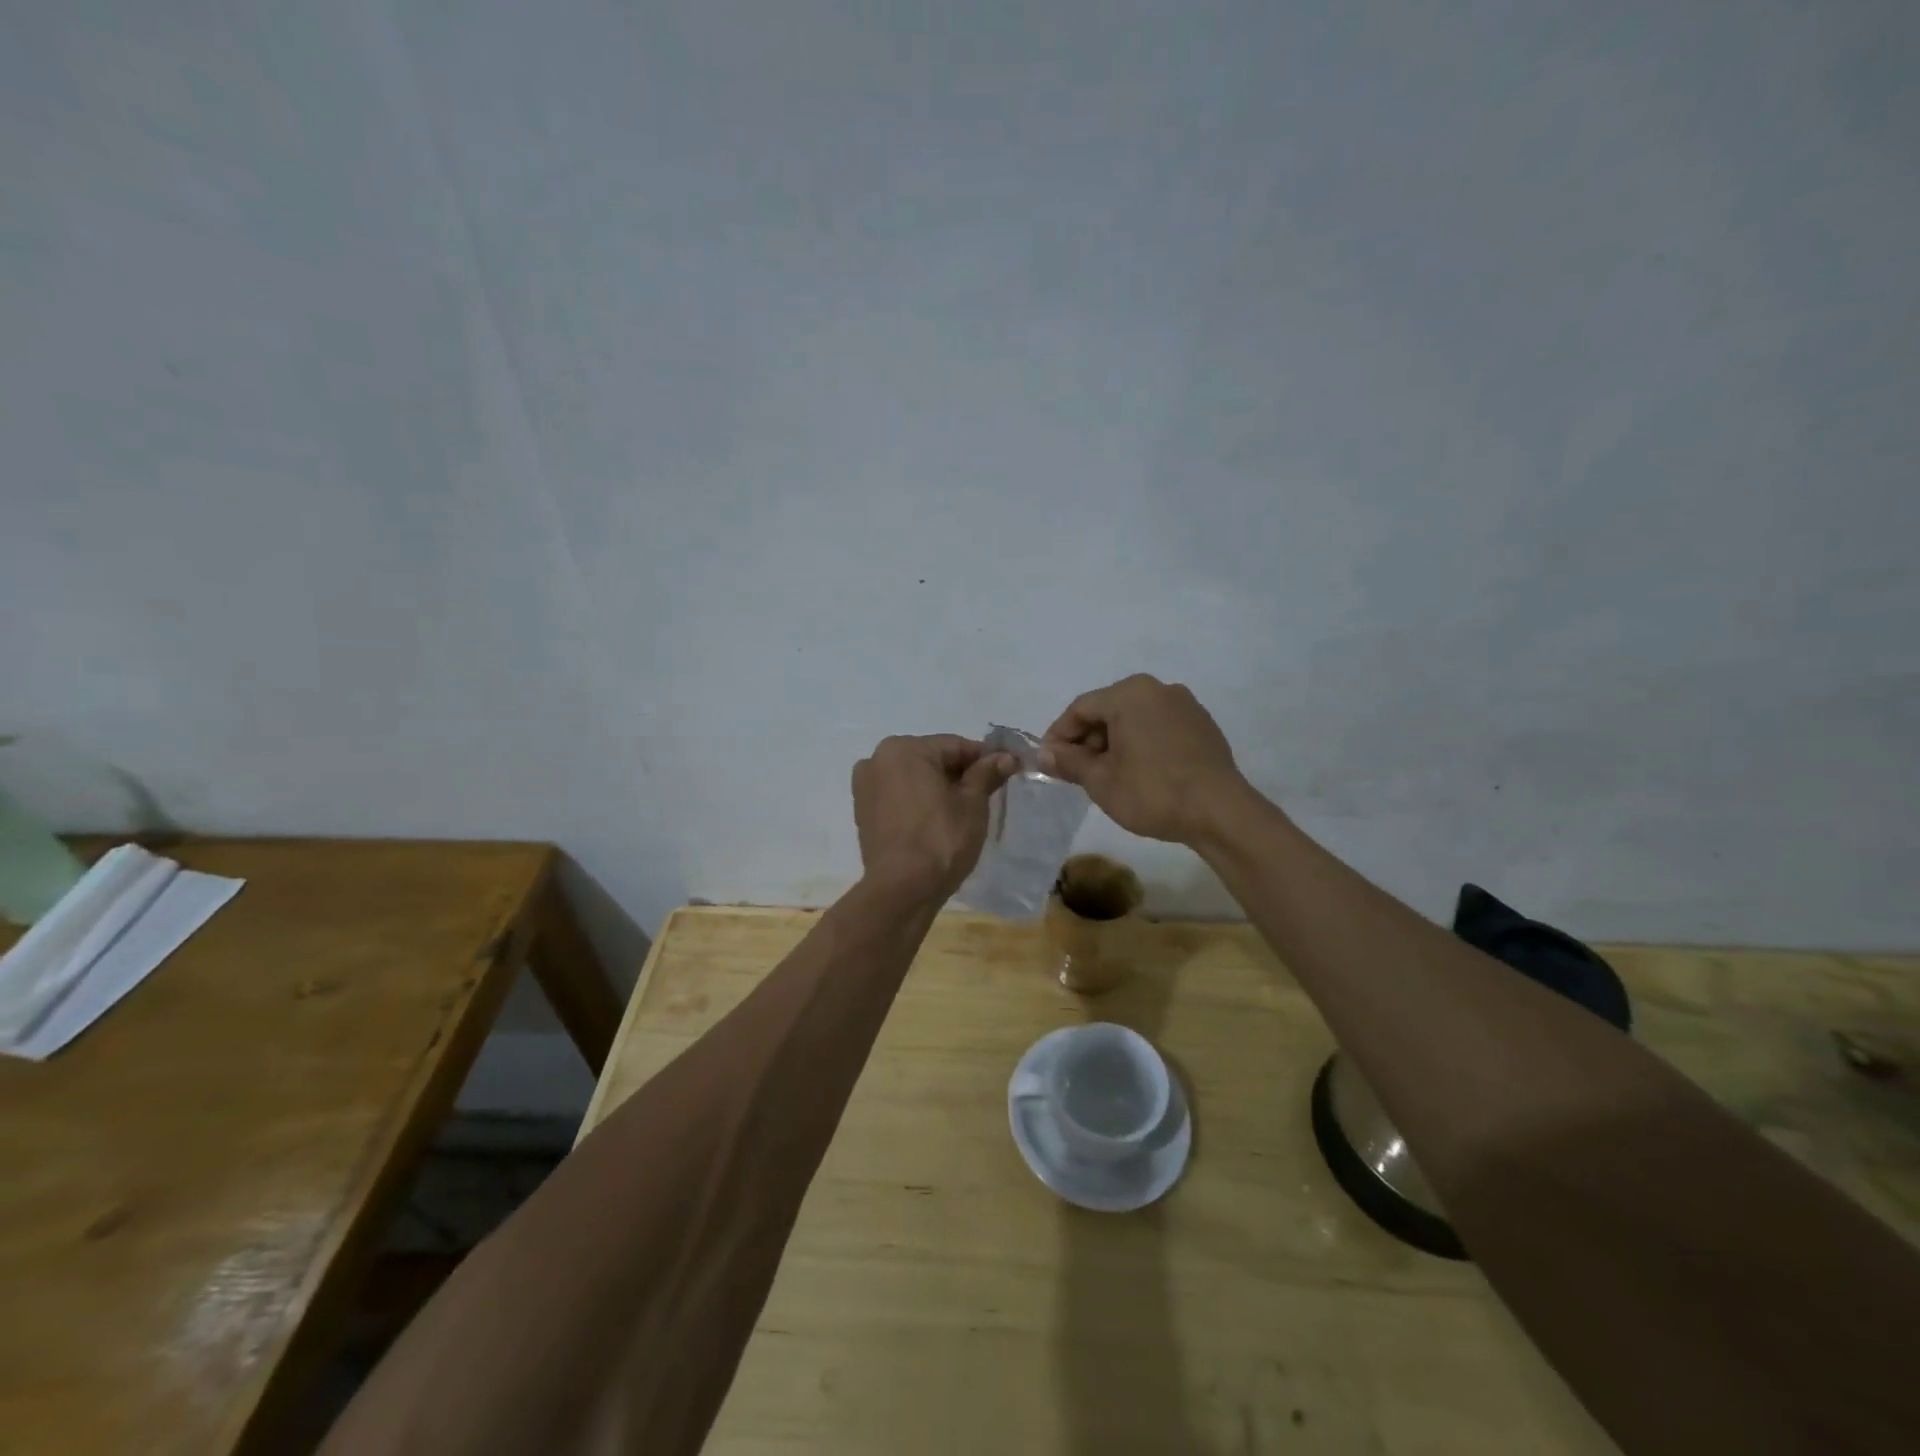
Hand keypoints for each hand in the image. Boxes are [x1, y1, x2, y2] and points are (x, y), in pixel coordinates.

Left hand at [852, 735, 1015, 900]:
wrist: (901, 889)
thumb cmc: (941, 839)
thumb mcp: (972, 804)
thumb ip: (986, 774)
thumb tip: (1006, 757)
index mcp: (904, 748)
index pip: (955, 746)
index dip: (984, 759)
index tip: (1007, 771)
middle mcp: (877, 759)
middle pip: (931, 759)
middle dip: (959, 774)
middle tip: (986, 795)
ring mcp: (865, 786)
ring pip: (913, 778)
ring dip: (937, 788)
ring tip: (962, 812)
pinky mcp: (862, 812)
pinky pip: (898, 796)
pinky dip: (918, 802)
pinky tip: (935, 822)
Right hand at [1039, 675, 1251, 843]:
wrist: (1220, 812)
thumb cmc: (1152, 792)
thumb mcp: (1101, 780)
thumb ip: (1069, 762)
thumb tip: (1045, 754)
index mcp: (1129, 693)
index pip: (1081, 708)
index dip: (1059, 735)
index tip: (1048, 762)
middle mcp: (1158, 689)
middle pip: (1108, 710)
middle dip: (1087, 740)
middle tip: (1076, 772)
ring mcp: (1185, 705)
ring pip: (1134, 719)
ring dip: (1114, 743)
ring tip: (1106, 776)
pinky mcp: (1202, 725)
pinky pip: (1158, 728)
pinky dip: (1140, 744)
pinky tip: (1138, 773)